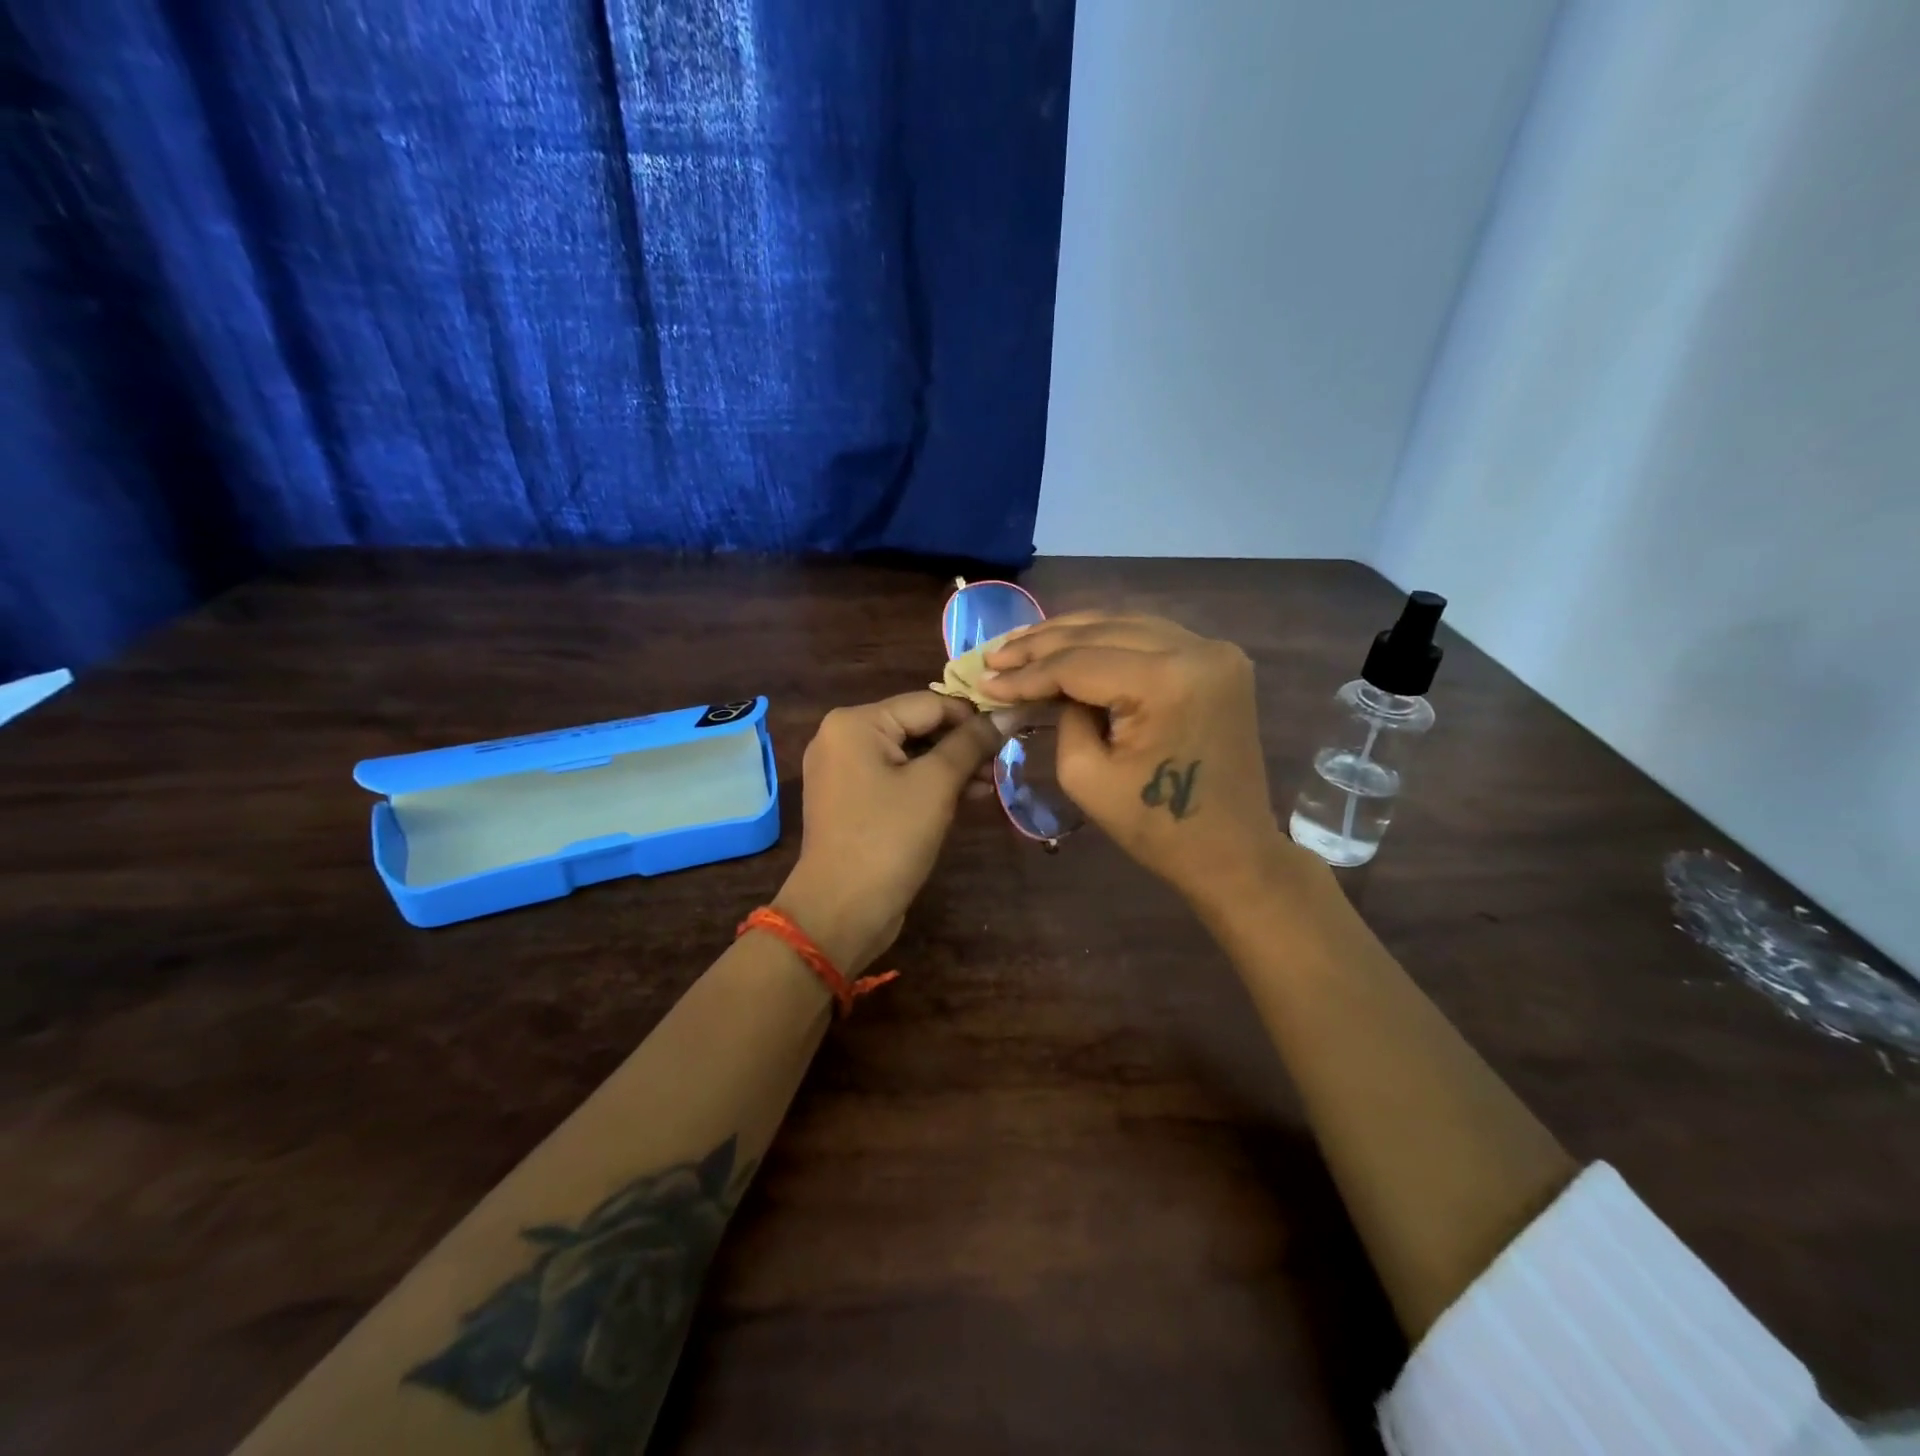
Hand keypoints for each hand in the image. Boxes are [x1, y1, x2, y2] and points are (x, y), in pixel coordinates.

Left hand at [776, 692, 1002, 973]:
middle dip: (962, 745)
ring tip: (990, 784)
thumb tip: (1009, 712)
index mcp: (855, 722)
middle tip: (1003, 763)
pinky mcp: (850, 799)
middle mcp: (842, 736)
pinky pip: (895, 778)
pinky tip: (966, 796)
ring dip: (950, 767)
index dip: (973, 717)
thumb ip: (972, 743)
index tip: (1012, 732)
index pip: (929, 703)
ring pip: (909, 754)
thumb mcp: (936, 785)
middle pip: (917, 726)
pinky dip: (928, 785)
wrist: (841, 910)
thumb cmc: (889, 838)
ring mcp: (842, 769)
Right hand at [983, 614, 1299, 911]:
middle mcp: (1197, 649)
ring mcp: (1214, 650)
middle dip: (1042, 644)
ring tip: (1023, 645)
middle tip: (996, 655)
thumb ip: (1063, 716)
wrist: (1231, 851)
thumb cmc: (1156, 827)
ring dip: (1072, 633)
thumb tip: (1050, 685)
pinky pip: (1151, 636)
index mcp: (1167, 681)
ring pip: (1125, 624)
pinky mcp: (1218, 660)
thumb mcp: (1086, 775)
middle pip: (1102, 631)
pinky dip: (1108, 640)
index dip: (1027, 673)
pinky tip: (1071, 644)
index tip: (984, 679)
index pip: (1079, 663)